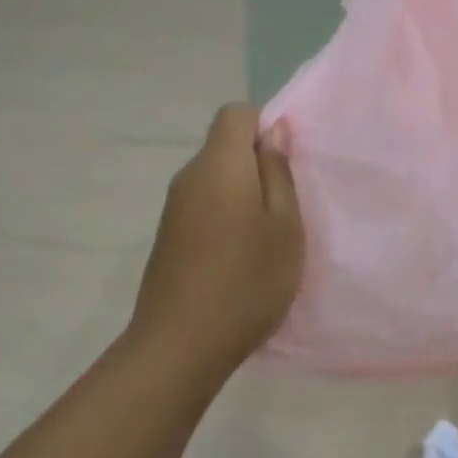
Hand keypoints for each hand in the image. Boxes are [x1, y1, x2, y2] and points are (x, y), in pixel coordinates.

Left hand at [126, 104, 303, 378]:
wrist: (181, 344)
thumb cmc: (248, 281)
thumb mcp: (285, 226)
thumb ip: (279, 173)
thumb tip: (273, 131)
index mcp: (219, 166)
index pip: (235, 113)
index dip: (265, 125)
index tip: (288, 163)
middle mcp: (189, 177)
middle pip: (224, 146)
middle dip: (257, 163)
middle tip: (288, 204)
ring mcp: (174, 208)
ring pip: (215, 178)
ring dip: (243, 192)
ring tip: (268, 234)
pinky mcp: (168, 235)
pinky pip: (203, 205)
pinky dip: (226, 215)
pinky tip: (241, 254)